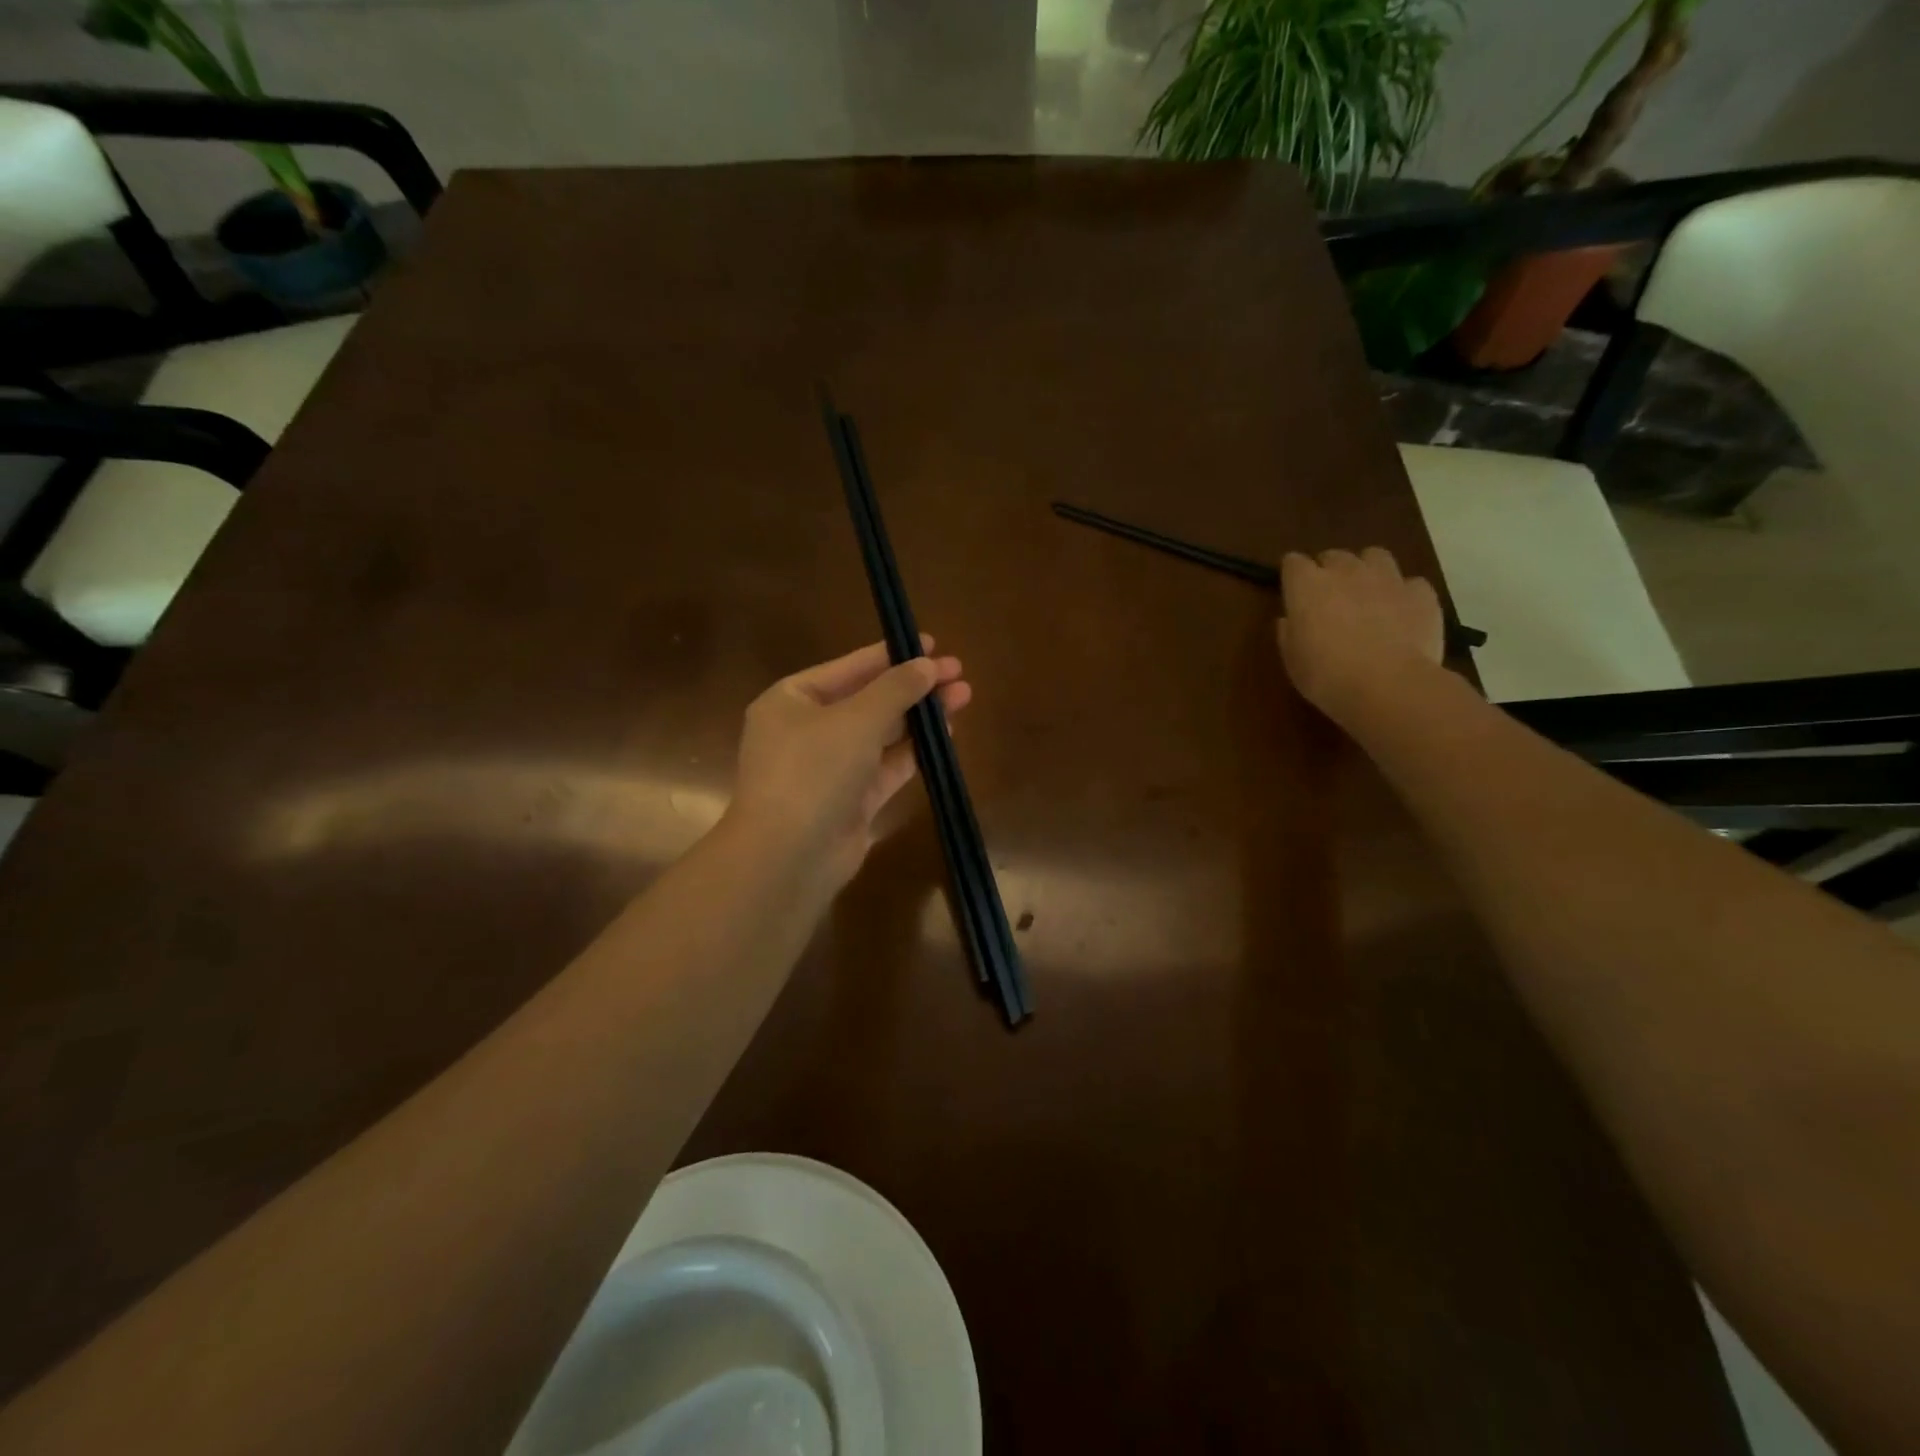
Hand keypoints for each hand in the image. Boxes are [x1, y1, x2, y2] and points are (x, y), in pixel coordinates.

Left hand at [728, 635, 971, 885]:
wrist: (788, 856)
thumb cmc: (813, 771)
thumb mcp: (856, 719)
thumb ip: (895, 689)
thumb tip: (927, 664)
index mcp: (791, 700)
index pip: (849, 667)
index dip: (891, 654)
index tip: (932, 644)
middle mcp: (807, 730)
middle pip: (868, 699)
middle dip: (913, 686)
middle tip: (958, 672)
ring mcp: (829, 768)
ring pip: (882, 733)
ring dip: (919, 715)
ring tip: (963, 696)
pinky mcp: (851, 800)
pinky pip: (887, 765)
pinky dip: (914, 749)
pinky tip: (946, 733)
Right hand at [1277, 547, 1442, 727]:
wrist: (1388, 686)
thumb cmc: (1326, 676)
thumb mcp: (1293, 660)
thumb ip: (1289, 632)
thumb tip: (1290, 619)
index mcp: (1307, 586)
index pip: (1293, 563)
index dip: (1293, 576)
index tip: (1293, 592)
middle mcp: (1346, 572)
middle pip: (1334, 556)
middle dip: (1329, 571)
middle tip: (1329, 598)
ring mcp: (1387, 578)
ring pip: (1375, 556)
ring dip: (1368, 570)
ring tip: (1368, 594)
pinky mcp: (1421, 593)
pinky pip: (1411, 583)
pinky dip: (1404, 594)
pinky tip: (1402, 613)